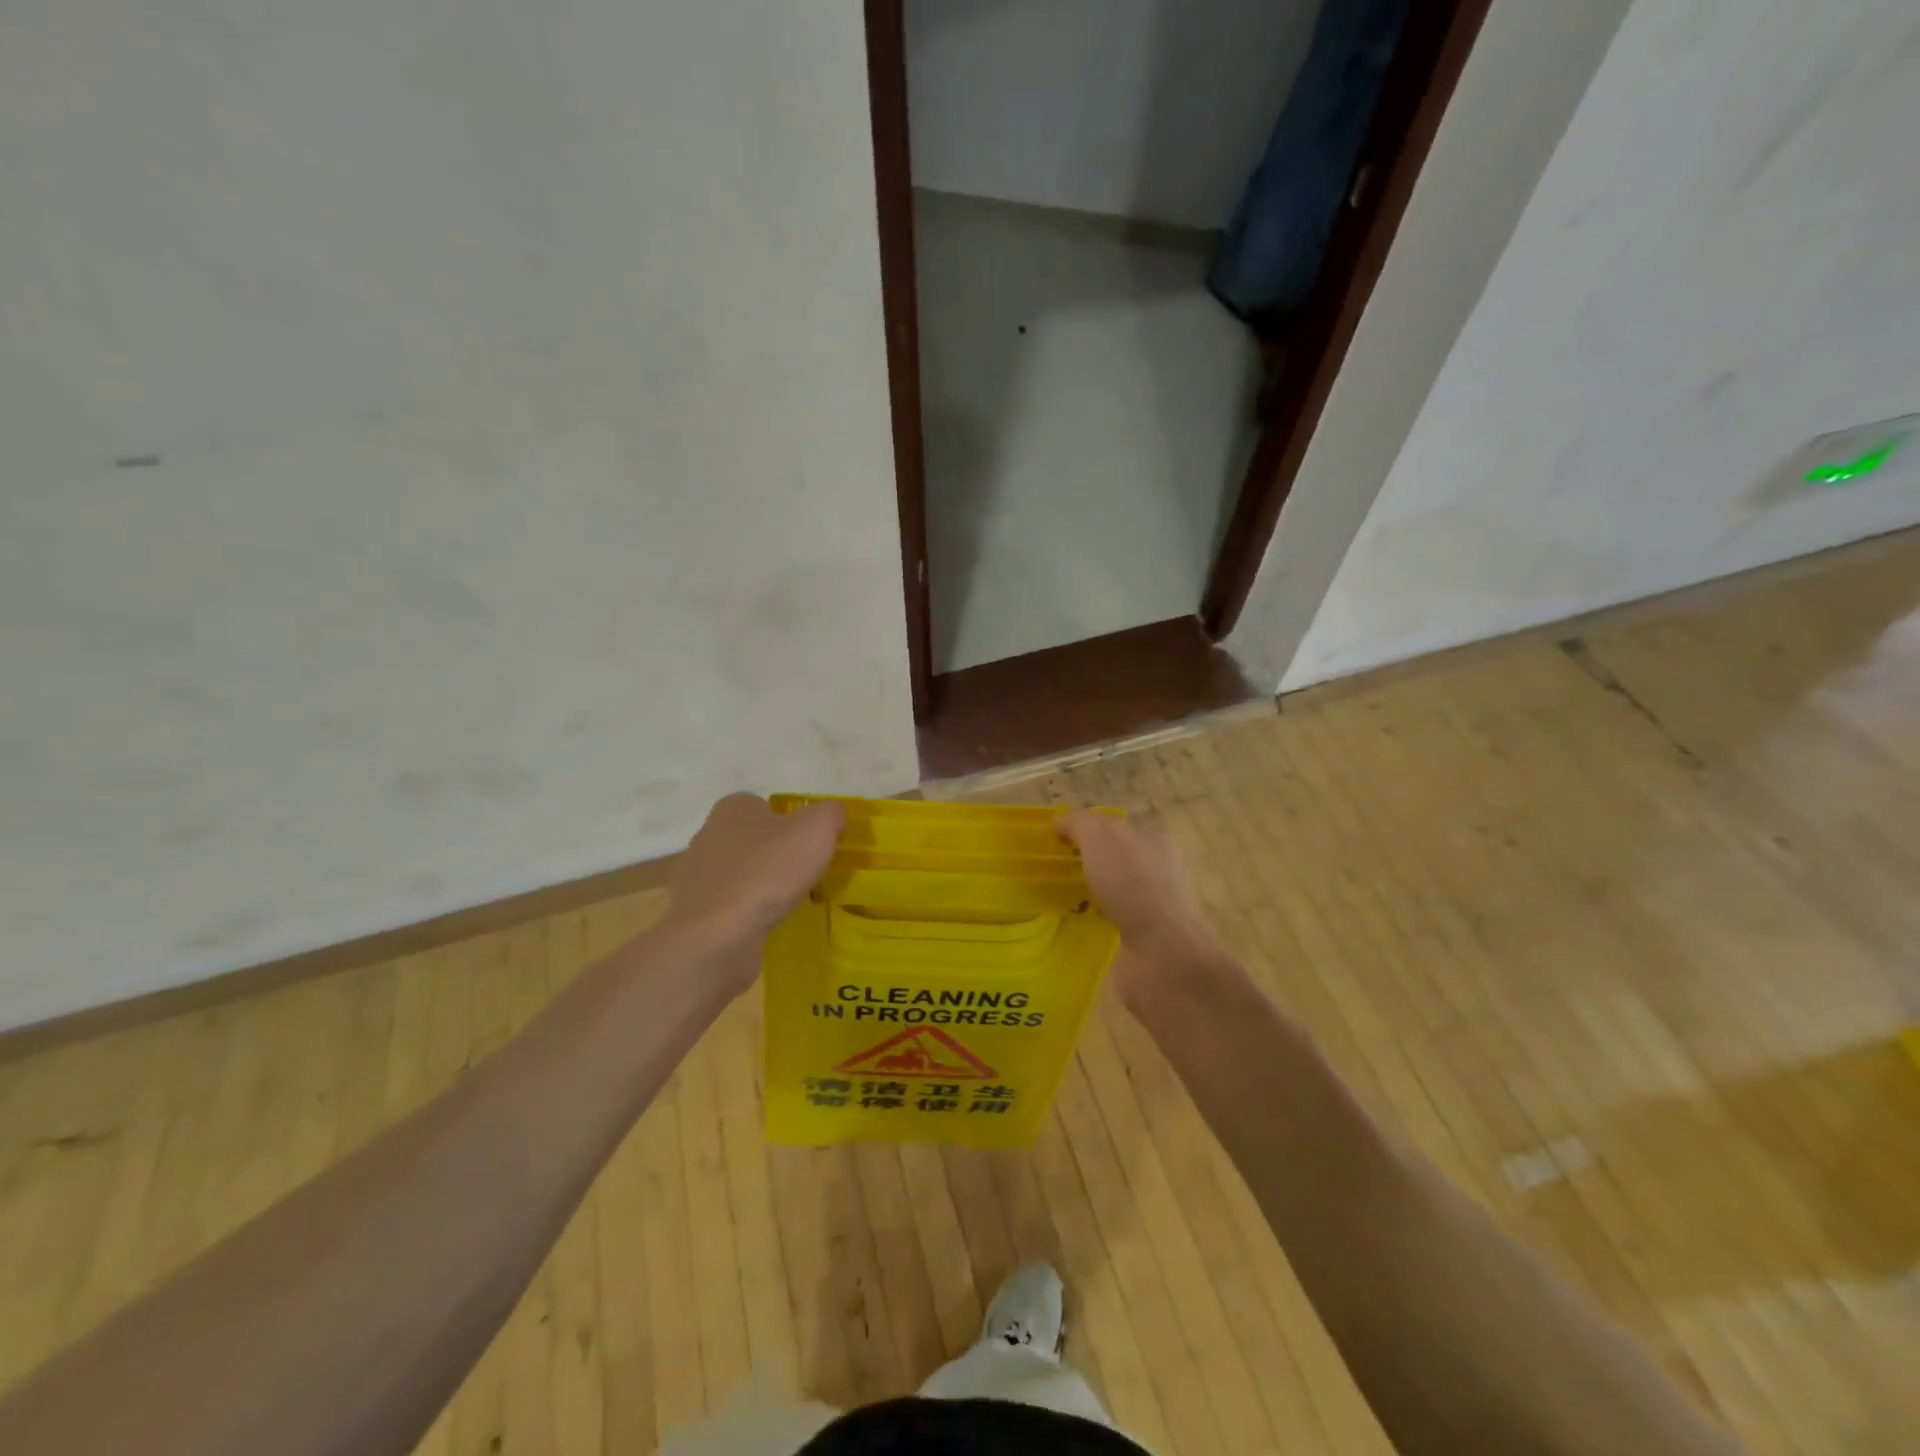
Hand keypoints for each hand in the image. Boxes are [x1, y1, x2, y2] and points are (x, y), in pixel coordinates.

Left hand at [659, 793, 844, 994]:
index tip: (813, 847)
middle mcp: (709, 835)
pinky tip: (763, 925)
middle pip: (754, 839)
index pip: (767, 806)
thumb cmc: (768, 872)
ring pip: (740, 873)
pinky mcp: (694, 912)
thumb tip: (834, 815)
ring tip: (787, 904)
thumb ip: (831, 814)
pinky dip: (746, 913)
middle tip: (805, 875)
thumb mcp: (816, 830)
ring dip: (761, 885)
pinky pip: (728, 906)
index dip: (793, 823)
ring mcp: (696, 876)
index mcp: (733, 808)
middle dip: (777, 855)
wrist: (716, 936)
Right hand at [1056, 811, 1227, 1004]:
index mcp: (1155, 843)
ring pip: (1112, 894)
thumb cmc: (1133, 886)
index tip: (1053, 842)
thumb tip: (1059, 823)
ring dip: (1087, 894)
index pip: (1114, 829)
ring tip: (1055, 900)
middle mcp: (1158, 874)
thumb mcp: (1100, 838)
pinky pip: (1110, 924)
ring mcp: (1153, 911)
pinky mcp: (1143, 942)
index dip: (1084, 831)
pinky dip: (1092, 922)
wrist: (1162, 955)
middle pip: (1113, 860)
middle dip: (1084, 863)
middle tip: (1049, 871)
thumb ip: (1079, 824)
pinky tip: (1072, 925)